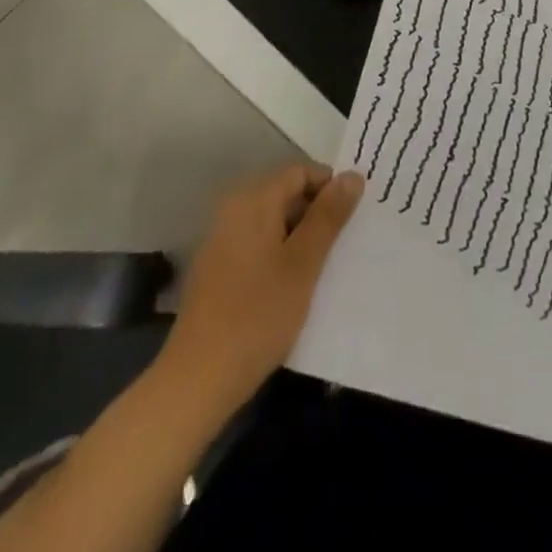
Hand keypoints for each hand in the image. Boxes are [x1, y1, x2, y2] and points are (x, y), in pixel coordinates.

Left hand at [158, 163, 362, 417]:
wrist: (197, 380)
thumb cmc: (258, 314)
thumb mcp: (304, 263)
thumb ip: (329, 216)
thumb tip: (352, 175)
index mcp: (253, 199)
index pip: (300, 172)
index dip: (330, 188)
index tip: (353, 218)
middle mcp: (233, 209)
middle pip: (285, 194)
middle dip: (317, 213)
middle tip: (344, 244)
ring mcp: (221, 239)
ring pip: (273, 221)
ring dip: (300, 237)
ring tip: (325, 267)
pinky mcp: (217, 269)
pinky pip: (257, 244)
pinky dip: (280, 254)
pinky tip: (294, 286)